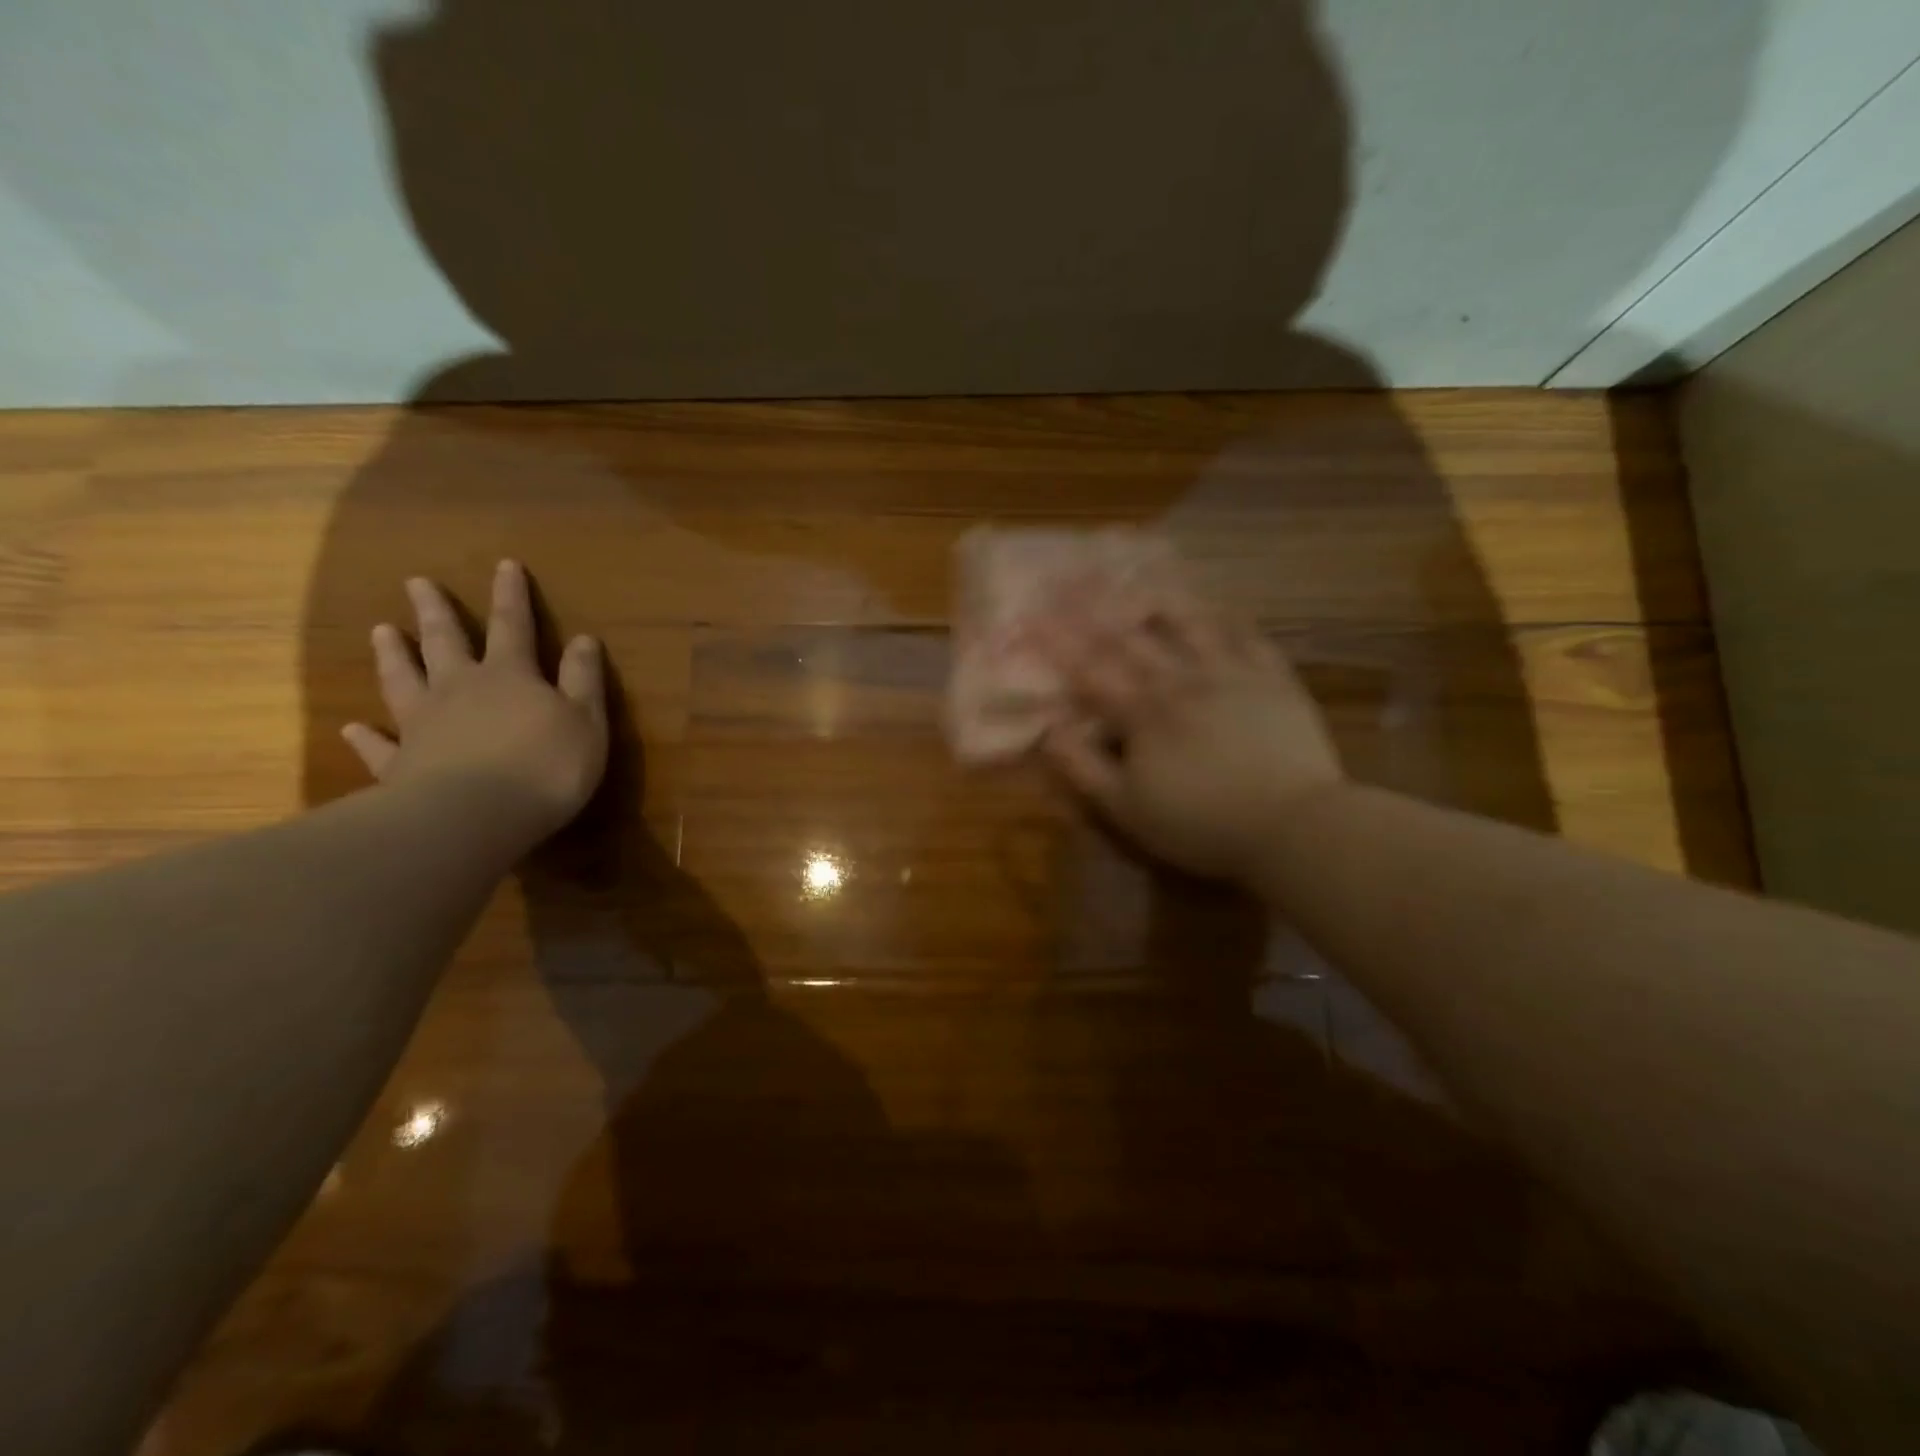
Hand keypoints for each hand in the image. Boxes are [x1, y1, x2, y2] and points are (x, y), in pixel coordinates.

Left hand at [342, 560, 608, 841]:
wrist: (475, 817)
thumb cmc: (545, 766)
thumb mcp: (585, 720)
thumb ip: (582, 679)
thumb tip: (585, 639)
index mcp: (510, 677)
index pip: (513, 627)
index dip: (511, 596)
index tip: (504, 565)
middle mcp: (460, 690)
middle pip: (445, 643)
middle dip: (436, 612)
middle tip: (416, 583)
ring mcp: (423, 725)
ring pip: (404, 681)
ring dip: (394, 656)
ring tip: (381, 631)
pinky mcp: (400, 765)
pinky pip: (379, 746)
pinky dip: (366, 736)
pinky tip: (353, 727)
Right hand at [1035, 600, 1344, 885]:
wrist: (1293, 825)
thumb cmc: (1201, 825)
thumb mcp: (1127, 810)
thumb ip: (1084, 768)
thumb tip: (1049, 731)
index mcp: (1144, 713)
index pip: (1090, 669)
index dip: (1058, 641)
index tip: (1032, 613)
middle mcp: (1183, 681)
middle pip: (1133, 637)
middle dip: (1099, 606)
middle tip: (1076, 575)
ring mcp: (1232, 675)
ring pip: (1192, 625)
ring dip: (1163, 599)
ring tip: (1146, 574)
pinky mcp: (1274, 681)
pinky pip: (1250, 638)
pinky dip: (1231, 619)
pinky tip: (1223, 606)